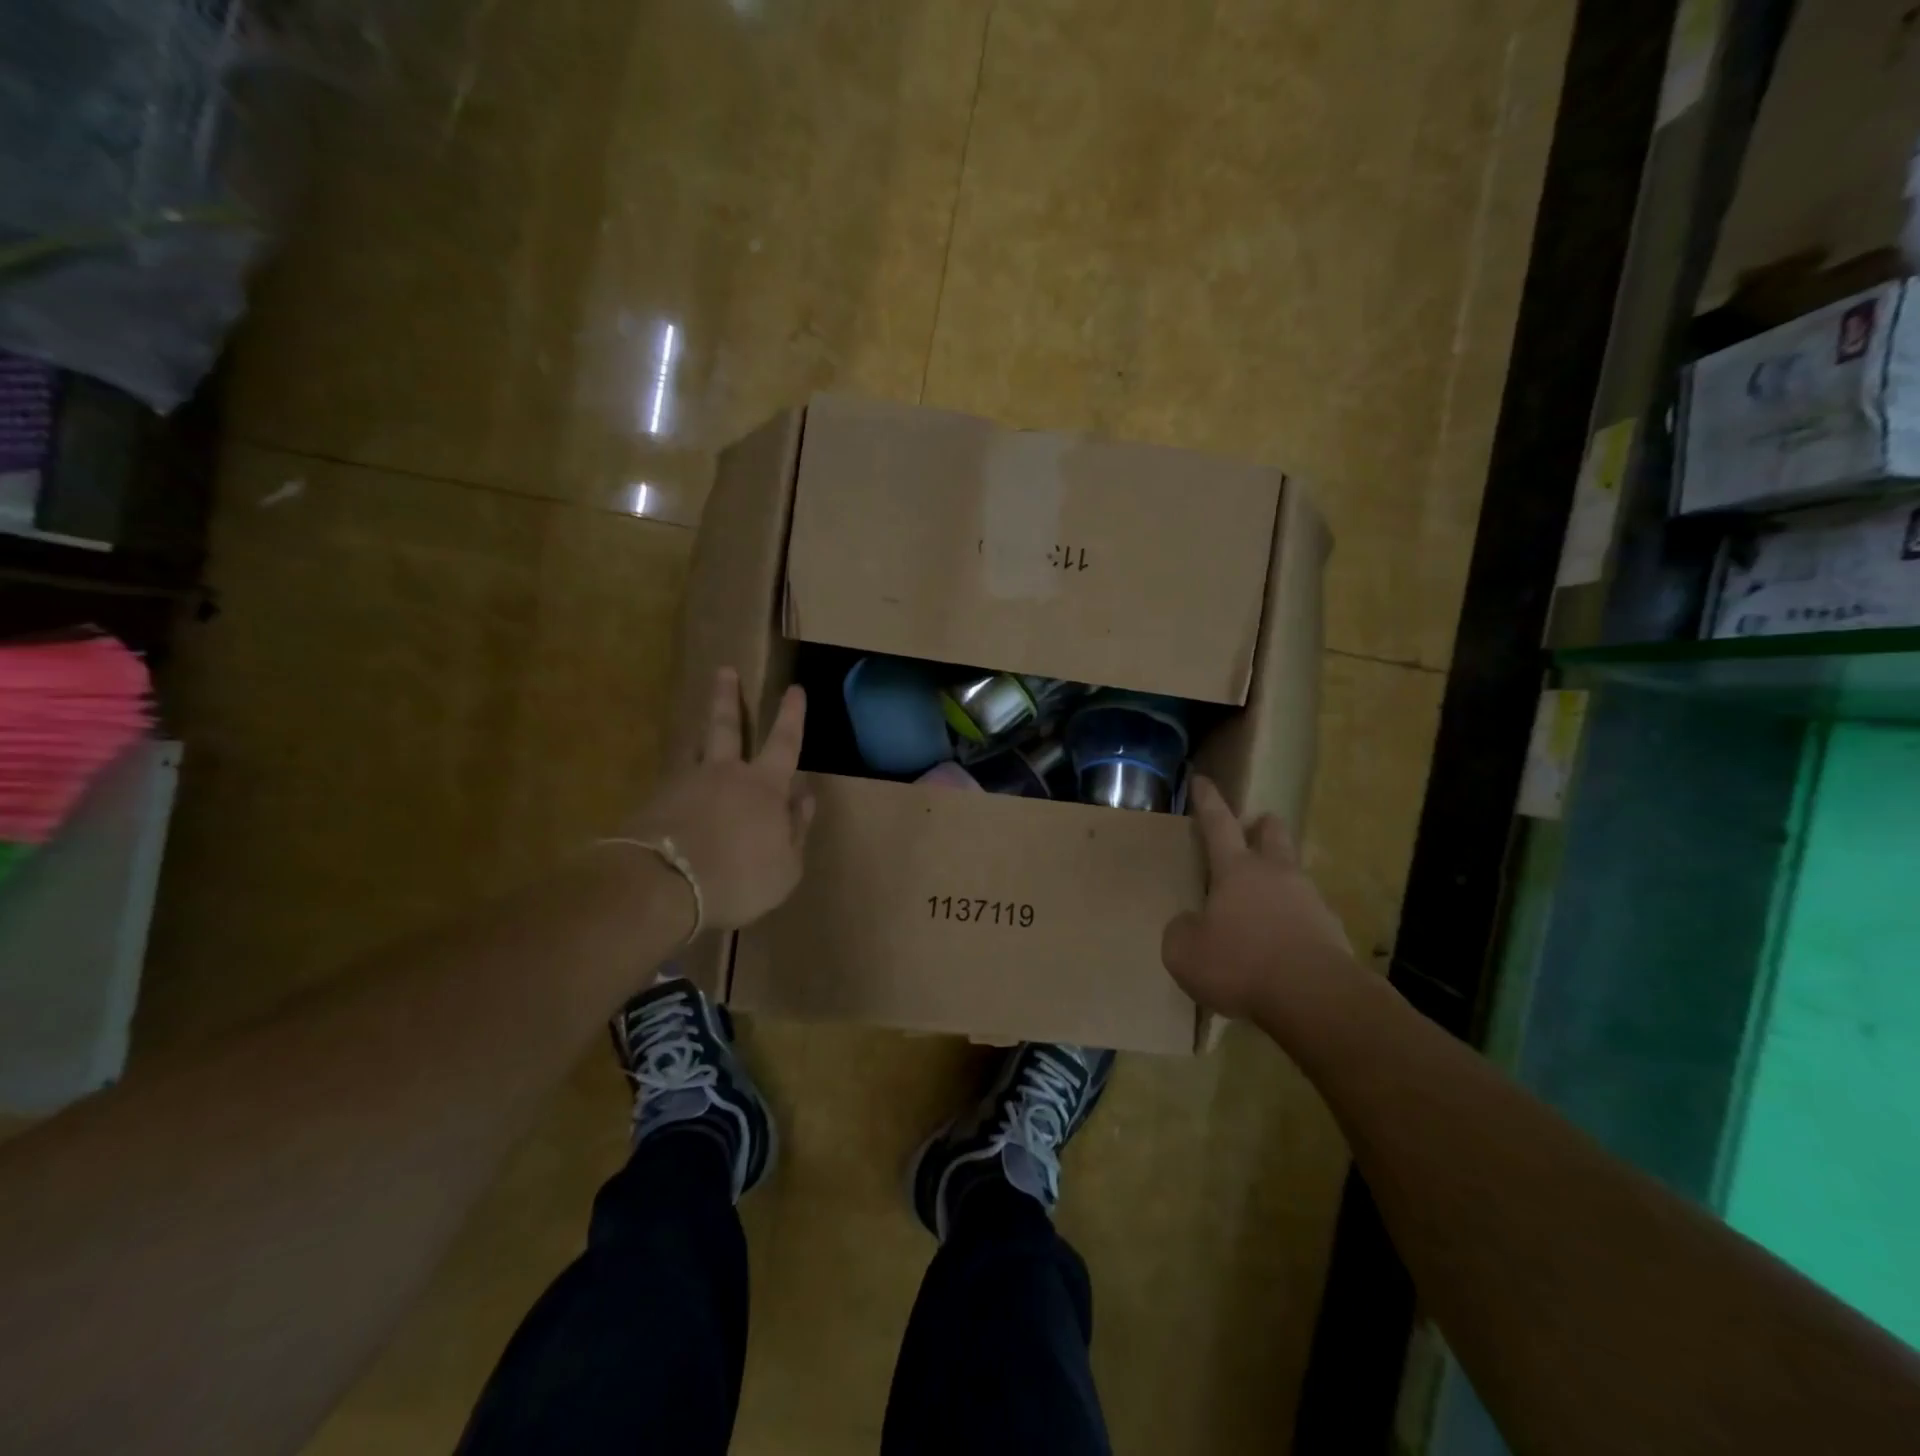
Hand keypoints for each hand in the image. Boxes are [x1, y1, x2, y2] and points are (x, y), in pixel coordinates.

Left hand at [616, 667, 815, 930]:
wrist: (662, 887)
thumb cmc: (739, 878)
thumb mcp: (786, 866)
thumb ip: (797, 828)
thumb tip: (805, 795)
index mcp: (764, 787)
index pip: (784, 743)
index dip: (791, 716)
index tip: (794, 688)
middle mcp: (724, 775)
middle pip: (727, 727)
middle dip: (728, 698)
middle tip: (724, 670)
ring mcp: (683, 785)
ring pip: (695, 750)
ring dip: (700, 733)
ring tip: (699, 725)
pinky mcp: (653, 804)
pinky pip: (673, 783)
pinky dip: (679, 782)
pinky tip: (676, 791)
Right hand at [1161, 776, 1353, 1022]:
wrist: (1315, 998)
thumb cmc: (1240, 963)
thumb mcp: (1184, 951)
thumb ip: (1183, 929)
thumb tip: (1191, 924)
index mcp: (1236, 870)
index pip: (1218, 823)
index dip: (1207, 801)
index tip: (1202, 779)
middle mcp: (1276, 875)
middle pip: (1272, 835)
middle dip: (1262, 826)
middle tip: (1255, 825)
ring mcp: (1310, 902)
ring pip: (1293, 876)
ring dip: (1279, 880)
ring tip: (1263, 903)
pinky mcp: (1332, 933)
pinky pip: (1307, 917)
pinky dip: (1293, 923)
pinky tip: (1282, 947)